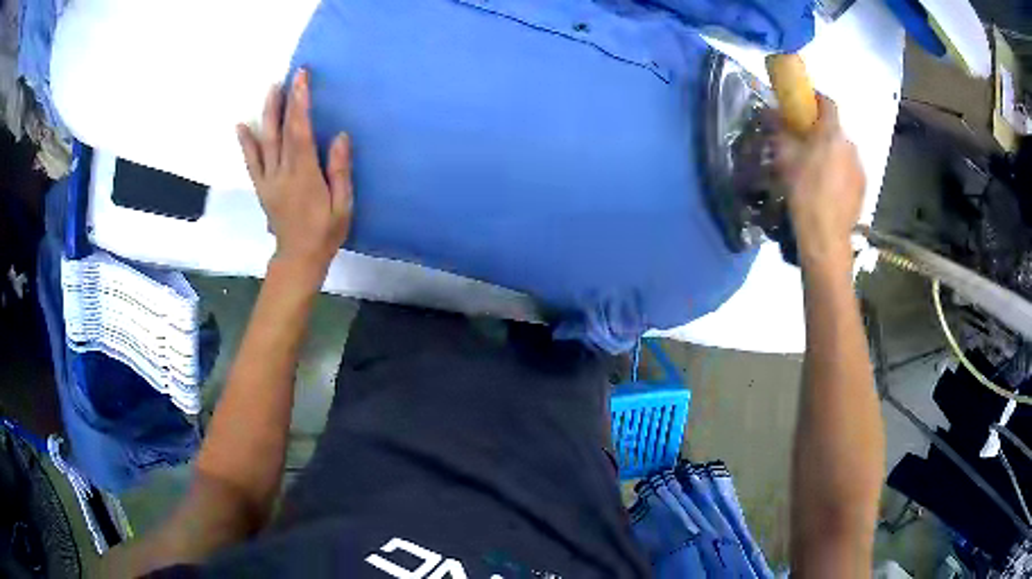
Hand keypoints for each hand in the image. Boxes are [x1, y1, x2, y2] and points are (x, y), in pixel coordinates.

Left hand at [237, 69, 352, 282]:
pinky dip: (246, 144)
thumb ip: (339, 171)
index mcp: (305, 175)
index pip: (301, 132)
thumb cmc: (325, 232)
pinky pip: (252, 163)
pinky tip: (241, 127)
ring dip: (267, 115)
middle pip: (282, 132)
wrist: (299, 258)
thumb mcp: (342, 205)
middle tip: (288, 76)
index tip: (302, 80)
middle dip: (286, 101)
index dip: (301, 104)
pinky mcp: (262, 188)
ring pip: (265, 142)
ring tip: (270, 90)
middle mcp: (283, 173)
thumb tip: (340, 136)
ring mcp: (269, 180)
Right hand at [774, 95, 863, 264]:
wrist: (825, 236)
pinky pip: (849, 172)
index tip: (803, 103)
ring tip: (816, 170)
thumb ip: (780, 130)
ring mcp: (859, 168)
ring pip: (843, 152)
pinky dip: (839, 173)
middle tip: (805, 143)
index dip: (816, 99)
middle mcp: (850, 146)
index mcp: (832, 133)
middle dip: (821, 132)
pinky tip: (828, 189)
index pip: (828, 103)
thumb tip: (771, 111)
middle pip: (835, 130)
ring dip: (831, 154)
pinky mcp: (863, 189)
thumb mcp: (784, 157)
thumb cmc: (804, 191)